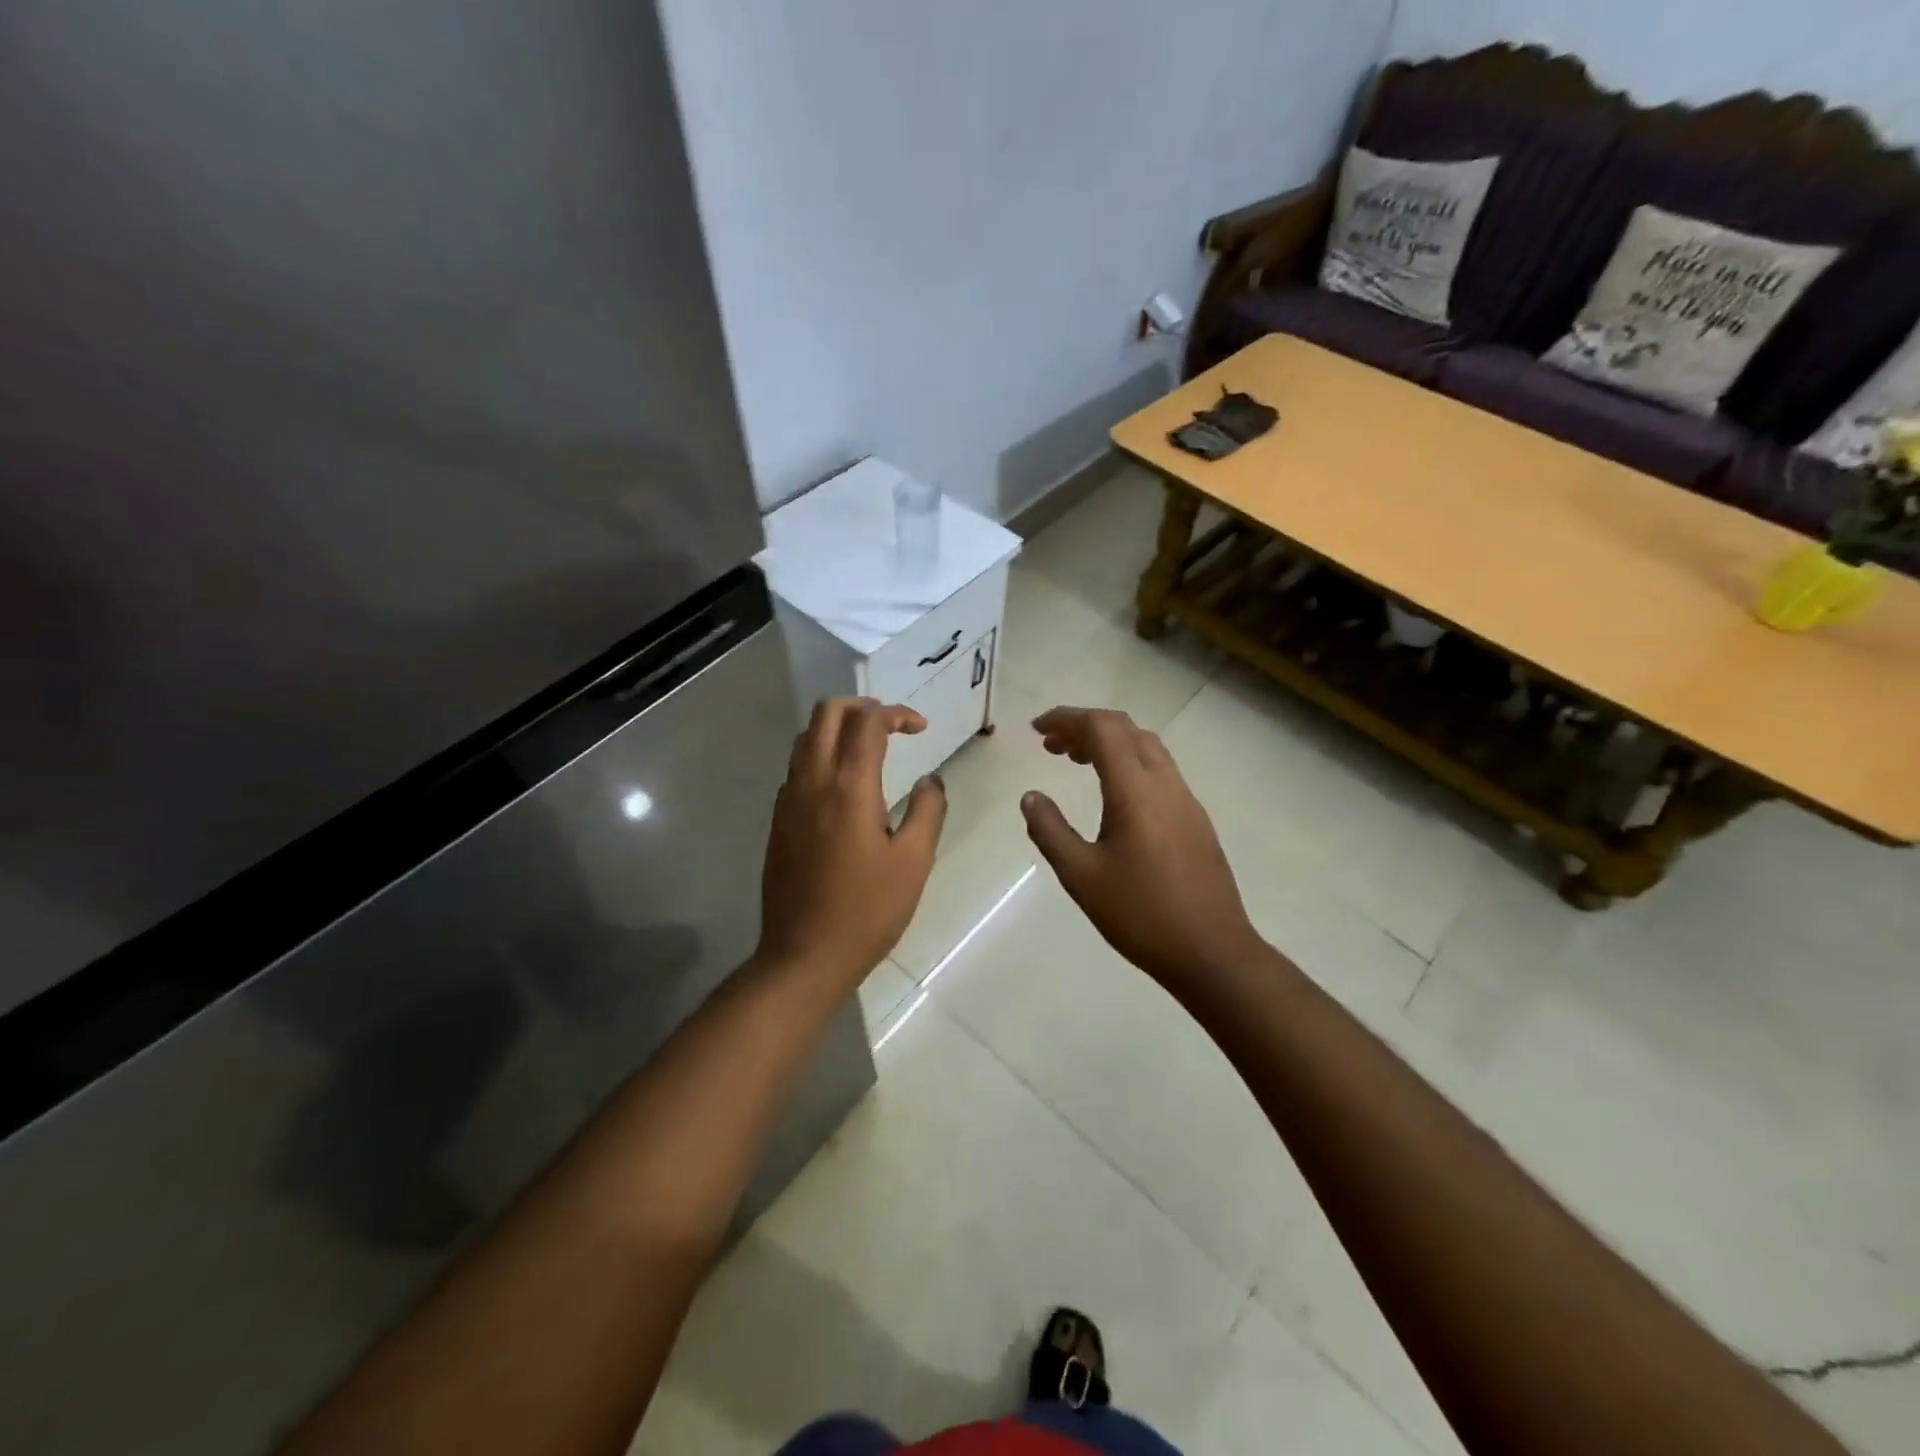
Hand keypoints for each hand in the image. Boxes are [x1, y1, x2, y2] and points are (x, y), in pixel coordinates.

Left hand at [758, 697, 946, 986]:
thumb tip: (929, 780)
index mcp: (849, 786)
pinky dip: (821, 755)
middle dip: (861, 707)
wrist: (804, 955)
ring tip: (869, 749)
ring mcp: (788, 800)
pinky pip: (797, 767)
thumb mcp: (914, 862)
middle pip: (827, 713)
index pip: (868, 722)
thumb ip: (927, 811)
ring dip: (837, 728)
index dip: (896, 713)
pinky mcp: (778, 821)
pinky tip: (844, 786)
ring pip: (806, 737)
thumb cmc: (867, 910)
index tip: (920, 728)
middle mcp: (813, 781)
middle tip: (891, 726)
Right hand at [1021, 707, 1263, 991]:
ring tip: (1076, 762)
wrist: (1212, 952)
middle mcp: (1165, 783)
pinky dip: (1129, 763)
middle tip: (1050, 745)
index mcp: (1135, 790)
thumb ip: (1050, 831)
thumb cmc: (1141, 914)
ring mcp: (1186, 800)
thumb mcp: (1081, 876)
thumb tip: (1031, 797)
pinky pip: (1159, 770)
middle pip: (1125, 729)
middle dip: (1085, 727)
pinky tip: (1113, 795)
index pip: (1101, 728)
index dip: (1066, 718)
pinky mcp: (1196, 819)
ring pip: (1146, 748)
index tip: (1036, 729)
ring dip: (1109, 744)